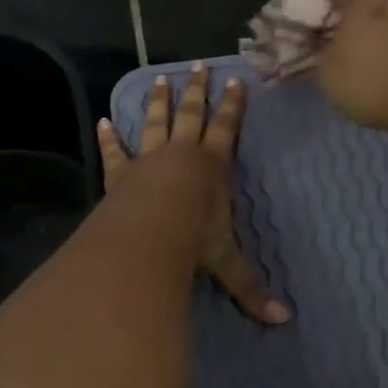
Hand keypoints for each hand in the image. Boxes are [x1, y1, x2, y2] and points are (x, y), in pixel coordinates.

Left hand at [97, 64, 290, 324]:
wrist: (146, 236)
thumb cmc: (191, 240)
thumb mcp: (226, 262)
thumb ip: (250, 288)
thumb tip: (283, 321)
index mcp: (211, 167)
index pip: (227, 129)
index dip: (233, 106)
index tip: (236, 81)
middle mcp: (181, 155)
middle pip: (191, 116)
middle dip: (196, 92)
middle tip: (198, 66)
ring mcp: (148, 160)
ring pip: (155, 123)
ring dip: (158, 102)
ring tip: (160, 78)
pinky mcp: (121, 174)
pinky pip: (116, 152)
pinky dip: (110, 138)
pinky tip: (103, 122)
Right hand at [302, 0, 387, 134]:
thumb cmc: (375, 80)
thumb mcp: (326, 69)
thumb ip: (312, 49)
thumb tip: (311, 42)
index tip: (288, 13)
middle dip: (333, 12)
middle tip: (316, 36)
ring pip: (382, 12)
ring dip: (362, 27)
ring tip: (346, 54)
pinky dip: (384, 42)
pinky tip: (377, 65)